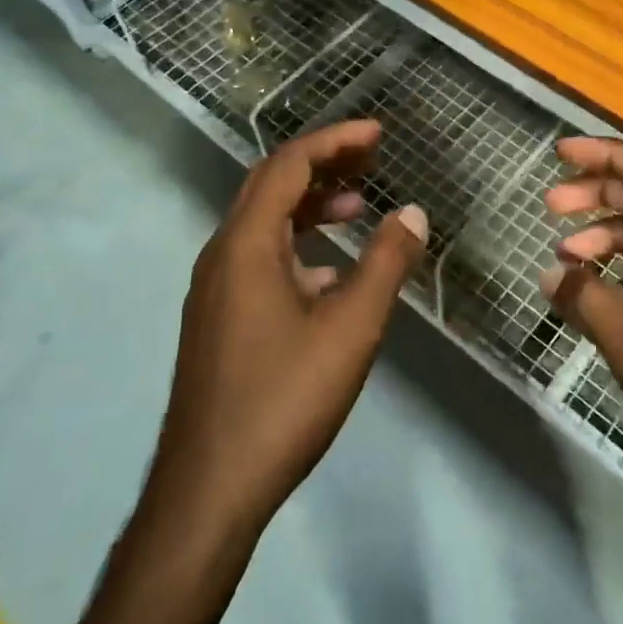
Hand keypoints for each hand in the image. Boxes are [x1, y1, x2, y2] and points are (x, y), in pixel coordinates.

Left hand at [148, 119, 427, 539]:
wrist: (210, 489)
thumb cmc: (284, 399)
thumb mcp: (350, 328)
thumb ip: (386, 264)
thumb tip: (412, 212)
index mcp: (246, 244)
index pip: (288, 165)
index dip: (334, 141)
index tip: (377, 134)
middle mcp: (222, 254)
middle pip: (271, 185)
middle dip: (322, 164)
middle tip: (371, 159)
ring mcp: (215, 289)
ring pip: (264, 225)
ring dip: (309, 206)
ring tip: (357, 208)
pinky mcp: (218, 319)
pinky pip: (259, 259)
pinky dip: (297, 246)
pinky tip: (330, 274)